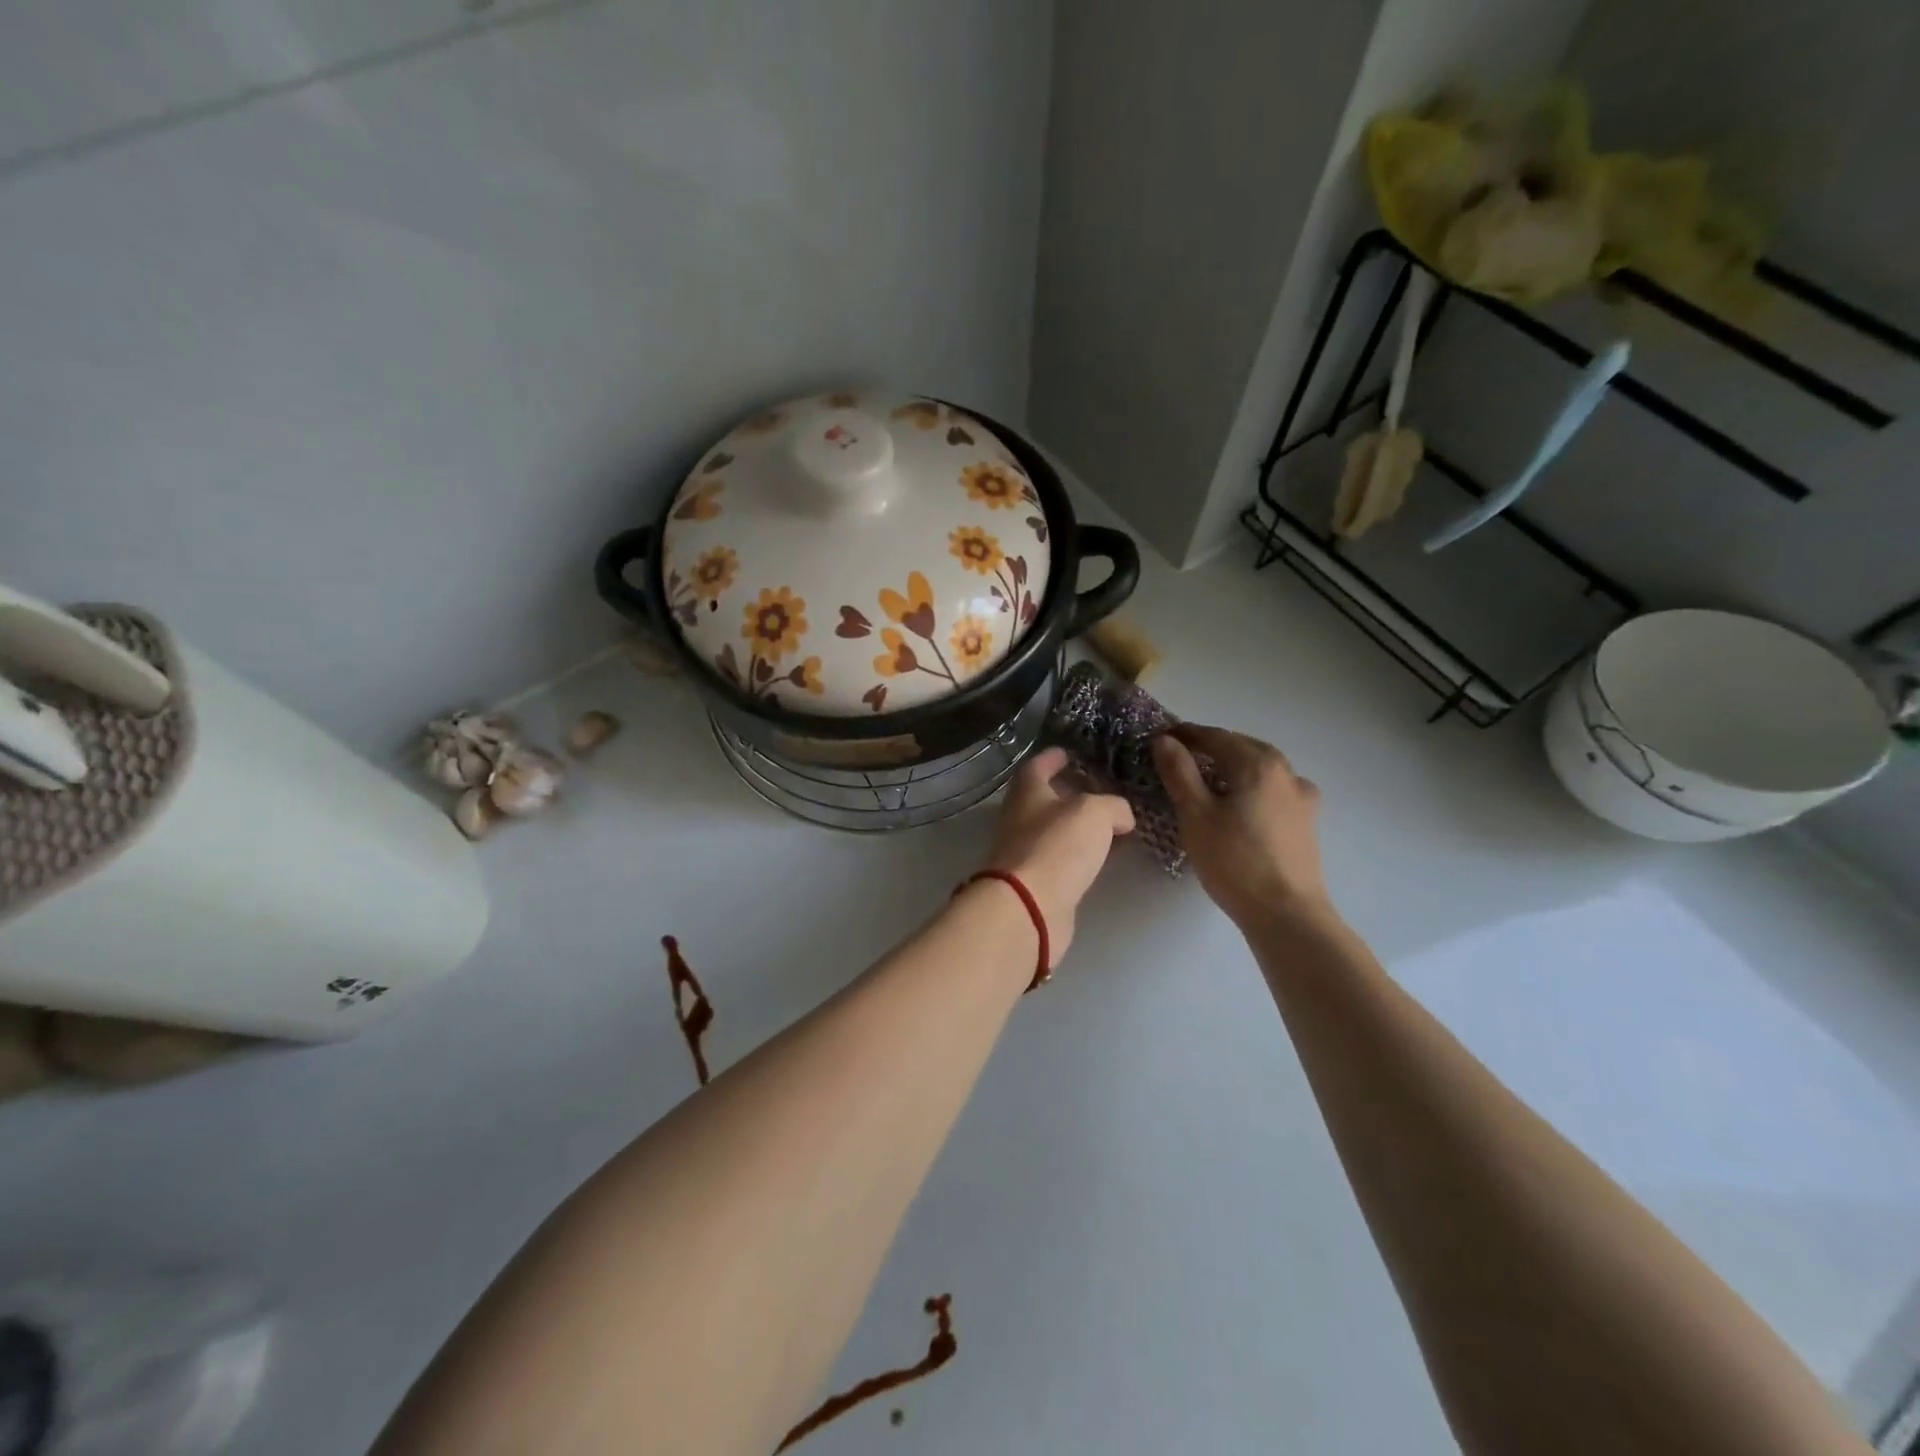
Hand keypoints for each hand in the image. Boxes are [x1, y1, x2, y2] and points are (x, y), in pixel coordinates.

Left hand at [980, 747, 1133, 964]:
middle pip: (1046, 799)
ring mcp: (1027, 852)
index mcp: (1027, 792)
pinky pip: (1065, 859)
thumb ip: (1113, 806)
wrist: (1029, 907)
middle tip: (1102, 788)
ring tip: (1113, 823)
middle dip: (1072, 792)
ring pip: (1057, 831)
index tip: (1069, 752)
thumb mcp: (1094, 812)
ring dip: (1081, 826)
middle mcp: (1022, 819)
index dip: (1053, 757)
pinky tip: (1105, 856)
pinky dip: (1084, 854)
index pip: (1038, 766)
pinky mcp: (1039, 882)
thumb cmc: (1057, 846)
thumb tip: (1122, 816)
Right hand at [1152, 724, 1331, 928]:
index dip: (1185, 734)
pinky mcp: (1307, 819)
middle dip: (1210, 746)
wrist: (1286, 913)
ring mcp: (1301, 795)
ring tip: (1208, 778)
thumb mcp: (1195, 814)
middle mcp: (1285, 770)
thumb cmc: (1234, 861)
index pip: (1215, 736)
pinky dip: (1252, 784)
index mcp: (1257, 763)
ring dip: (1233, 765)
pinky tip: (1243, 801)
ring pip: (1261, 767)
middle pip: (1241, 747)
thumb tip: (1164, 741)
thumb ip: (1179, 772)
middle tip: (1179, 756)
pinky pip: (1274, 788)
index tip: (1160, 738)